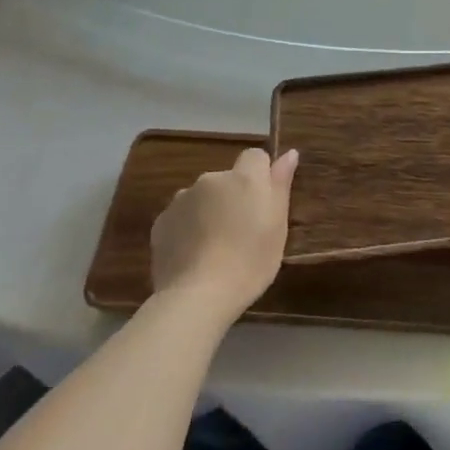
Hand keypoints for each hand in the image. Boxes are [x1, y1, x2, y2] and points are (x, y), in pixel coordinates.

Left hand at [149, 148, 298, 324]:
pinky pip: (181, 217)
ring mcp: (181, 199)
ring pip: (202, 197)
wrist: (197, 296)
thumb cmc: (250, 261)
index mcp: (244, 178)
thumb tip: (289, 153)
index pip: (255, 157)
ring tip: (215, 246)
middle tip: (241, 231)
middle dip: (233, 196)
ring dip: (209, 211)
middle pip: (227, 179)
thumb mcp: (278, 225)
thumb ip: (281, 184)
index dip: (261, 176)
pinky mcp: (160, 222)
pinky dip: (188, 228)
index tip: (263, 204)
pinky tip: (194, 255)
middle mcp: (211, 179)